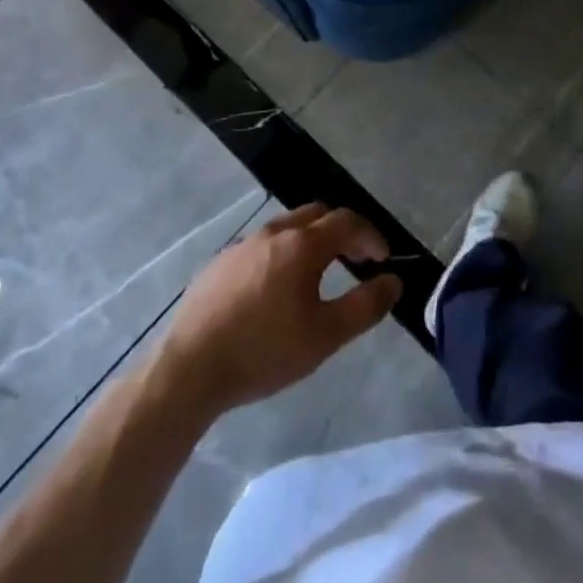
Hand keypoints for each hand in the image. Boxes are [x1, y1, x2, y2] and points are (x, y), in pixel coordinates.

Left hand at [149, 203, 401, 418]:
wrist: (189, 369)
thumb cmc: (264, 351)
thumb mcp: (325, 336)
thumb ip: (365, 306)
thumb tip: (394, 281)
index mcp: (302, 244)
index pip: (348, 222)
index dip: (371, 236)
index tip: (383, 259)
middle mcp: (274, 233)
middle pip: (316, 214)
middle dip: (342, 231)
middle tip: (354, 259)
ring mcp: (242, 245)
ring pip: (286, 227)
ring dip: (309, 240)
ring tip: (316, 274)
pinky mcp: (219, 263)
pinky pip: (260, 246)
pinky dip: (280, 254)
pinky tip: (274, 290)